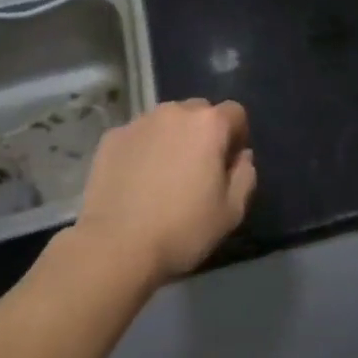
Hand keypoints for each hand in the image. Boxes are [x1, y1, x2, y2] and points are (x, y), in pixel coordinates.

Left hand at [75, 99, 257, 283]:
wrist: (115, 246)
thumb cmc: (182, 230)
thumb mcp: (231, 212)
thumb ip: (245, 176)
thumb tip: (242, 157)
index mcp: (208, 125)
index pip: (235, 113)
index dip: (237, 136)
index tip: (229, 163)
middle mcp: (174, 112)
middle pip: (199, 111)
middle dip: (204, 133)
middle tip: (197, 168)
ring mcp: (139, 122)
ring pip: (166, 121)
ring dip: (172, 138)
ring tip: (164, 173)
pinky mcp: (112, 137)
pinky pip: (138, 135)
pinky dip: (143, 148)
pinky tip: (136, 179)